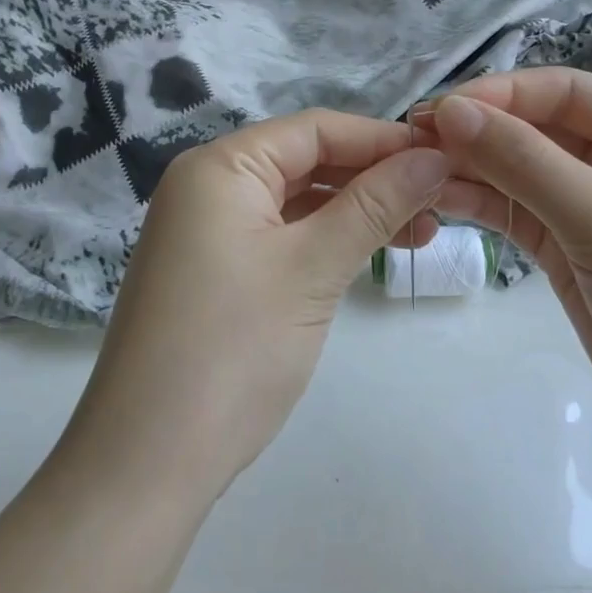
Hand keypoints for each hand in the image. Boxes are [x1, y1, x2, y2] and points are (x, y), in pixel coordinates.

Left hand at [56, 110, 450, 505]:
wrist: (146, 463)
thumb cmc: (233, 349)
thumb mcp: (312, 268)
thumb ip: (374, 205)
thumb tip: (434, 158)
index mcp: (220, 166)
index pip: (315, 129)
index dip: (382, 140)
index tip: (445, 158)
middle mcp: (208, 185)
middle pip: (305, 161)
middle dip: (373, 178)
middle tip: (441, 202)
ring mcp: (206, 230)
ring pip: (296, 200)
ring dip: (355, 211)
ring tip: (422, 233)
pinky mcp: (213, 271)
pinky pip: (279, 235)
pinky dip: (324, 240)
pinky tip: (368, 252)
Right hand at [424, 70, 591, 475]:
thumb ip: (523, 161)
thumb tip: (449, 110)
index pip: (561, 91)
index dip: (496, 95)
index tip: (435, 112)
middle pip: (535, 128)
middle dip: (477, 133)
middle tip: (410, 143)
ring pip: (520, 172)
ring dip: (471, 169)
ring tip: (414, 173)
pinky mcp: (573, 252)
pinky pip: (519, 213)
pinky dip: (482, 205)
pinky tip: (439, 200)